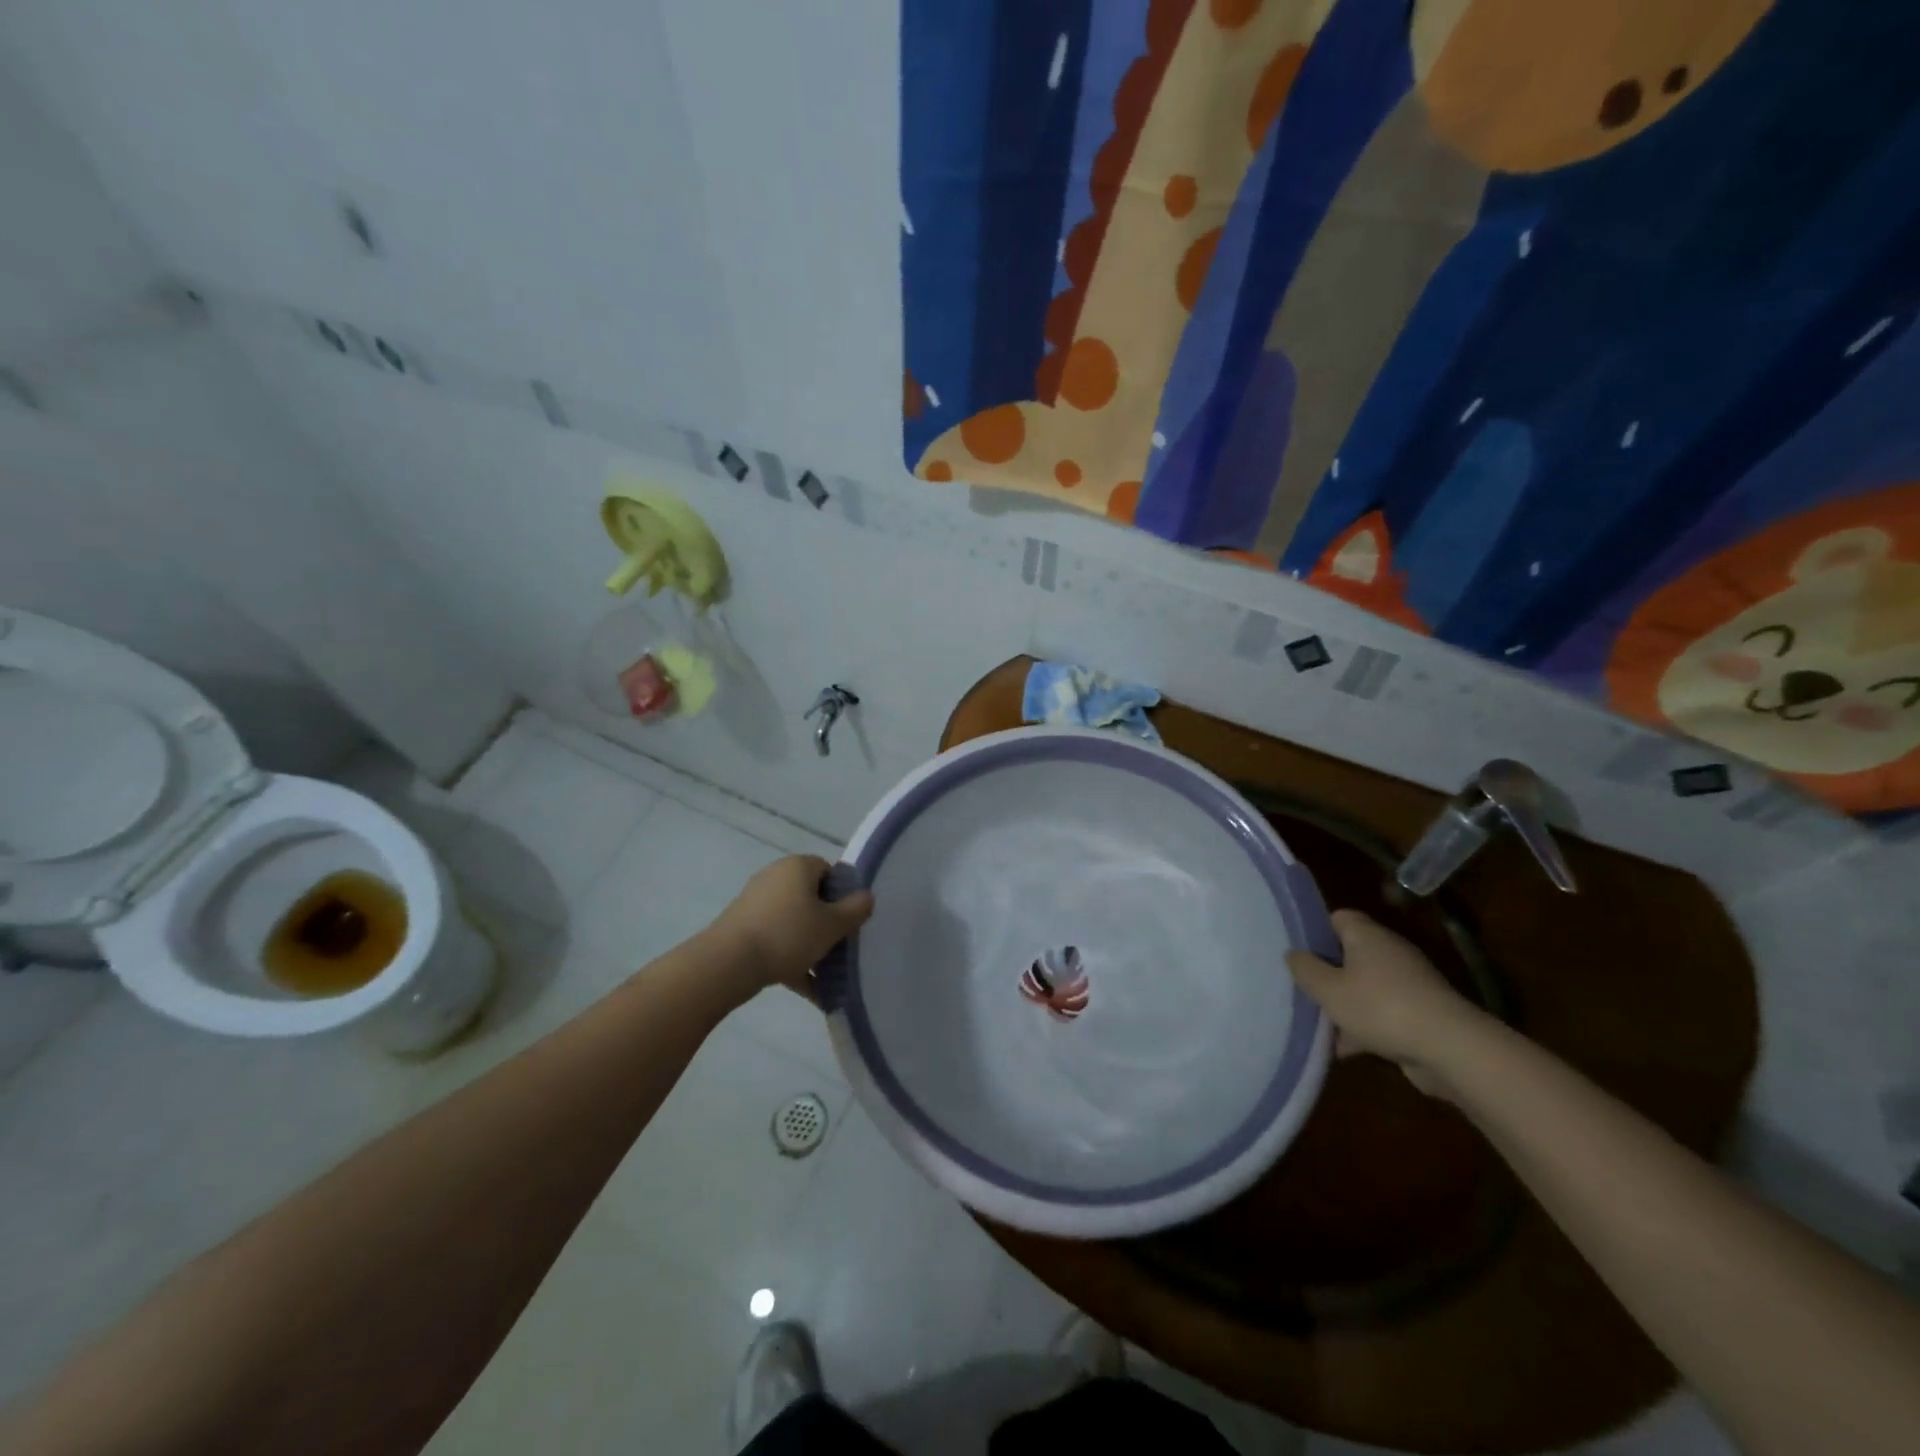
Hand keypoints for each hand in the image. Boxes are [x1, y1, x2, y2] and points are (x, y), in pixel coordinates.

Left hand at [709, 855, 874, 1001]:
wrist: (728, 963)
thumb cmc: (788, 935)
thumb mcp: (832, 924)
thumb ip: (856, 909)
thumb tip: (866, 896)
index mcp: (798, 867)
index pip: (829, 871)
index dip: (843, 894)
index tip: (851, 920)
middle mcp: (776, 877)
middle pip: (812, 897)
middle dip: (828, 923)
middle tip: (842, 947)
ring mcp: (756, 903)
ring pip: (795, 923)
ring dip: (812, 946)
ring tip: (829, 976)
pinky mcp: (743, 928)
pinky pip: (777, 941)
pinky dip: (793, 961)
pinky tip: (810, 991)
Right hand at [1286, 910, 1487, 1096]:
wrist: (1450, 1048)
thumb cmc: (1379, 1007)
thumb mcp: (1328, 989)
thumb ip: (1305, 969)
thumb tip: (1293, 954)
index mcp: (1367, 936)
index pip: (1339, 917)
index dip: (1317, 930)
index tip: (1299, 951)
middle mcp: (1390, 952)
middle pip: (1351, 954)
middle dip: (1328, 973)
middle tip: (1304, 989)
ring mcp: (1409, 983)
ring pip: (1366, 986)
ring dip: (1345, 1004)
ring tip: (1320, 1024)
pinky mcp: (1422, 1013)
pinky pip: (1384, 1012)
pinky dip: (1365, 1027)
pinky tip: (1345, 1049)